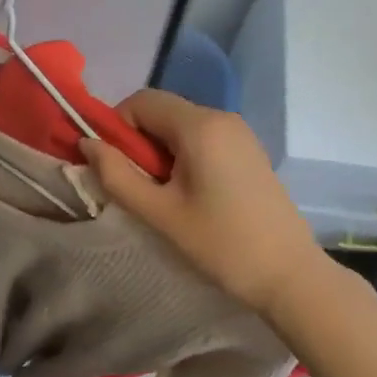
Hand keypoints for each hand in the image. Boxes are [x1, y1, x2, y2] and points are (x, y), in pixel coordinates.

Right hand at [79, 90, 323, 319]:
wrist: (289, 275)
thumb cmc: (221, 244)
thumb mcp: (160, 213)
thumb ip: (117, 175)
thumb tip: (86, 144)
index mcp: (200, 126)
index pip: (141, 101)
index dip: (117, 126)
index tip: (114, 166)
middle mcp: (221, 117)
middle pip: (162, 111)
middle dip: (139, 141)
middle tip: (138, 186)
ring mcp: (240, 132)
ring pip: (181, 125)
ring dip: (160, 150)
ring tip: (164, 195)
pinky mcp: (249, 150)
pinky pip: (203, 138)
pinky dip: (184, 155)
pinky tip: (190, 194)